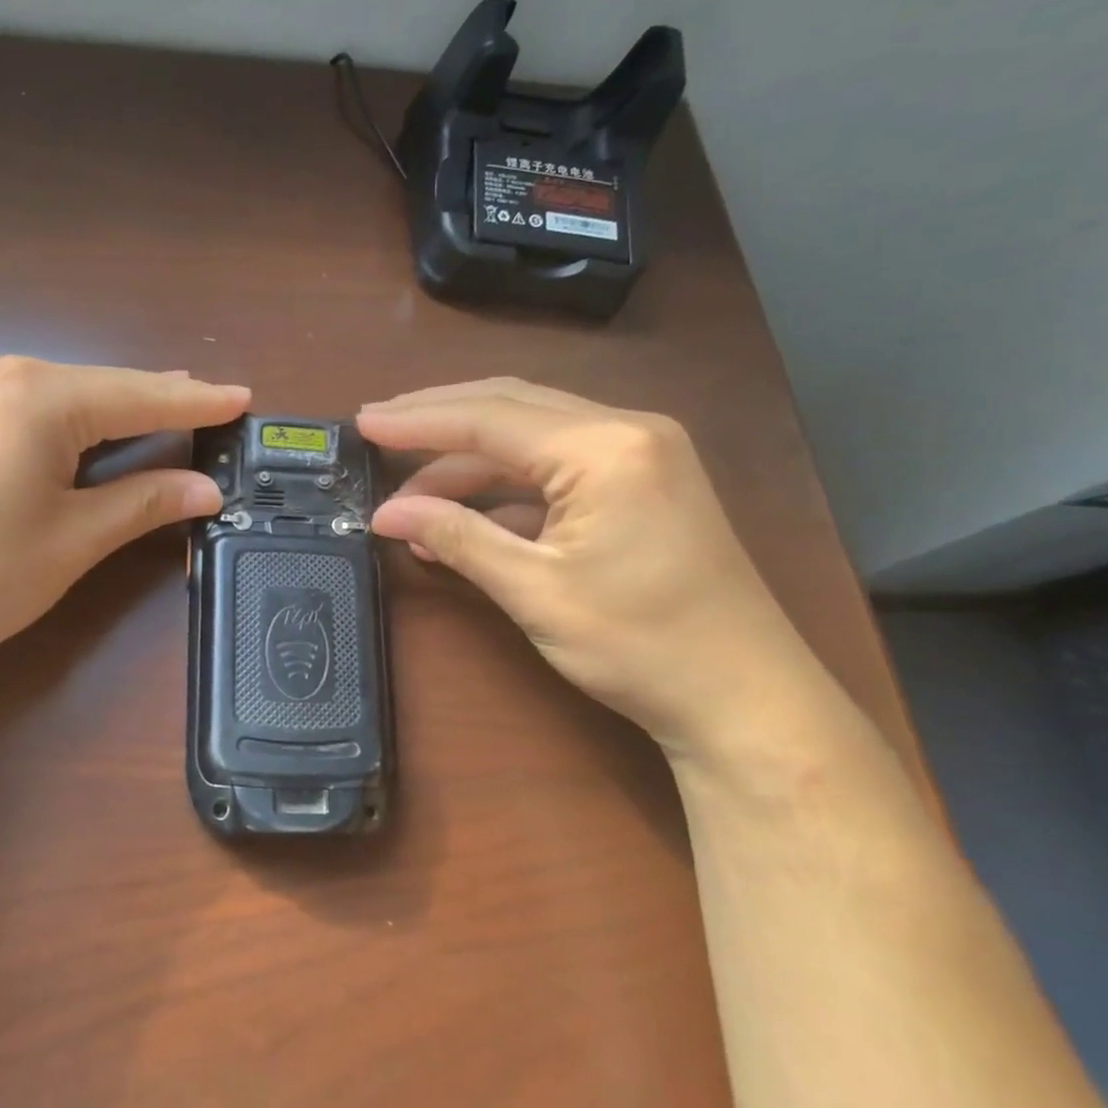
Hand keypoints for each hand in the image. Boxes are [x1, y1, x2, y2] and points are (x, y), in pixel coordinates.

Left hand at [0, 354, 248, 705]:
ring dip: (113, 412)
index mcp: (37, 395)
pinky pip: (27, 410)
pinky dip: (69, 424)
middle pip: (99, 388)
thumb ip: (143, 503)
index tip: (243, 398)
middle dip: (156, 403)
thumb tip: (206, 489)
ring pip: (62, 397)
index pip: (138, 395)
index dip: (196, 403)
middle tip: (213, 408)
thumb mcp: (72, 539)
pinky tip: (92, 434)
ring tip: (166, 414)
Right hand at [359, 379, 822, 756]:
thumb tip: (386, 514)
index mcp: (604, 448)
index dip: (418, 421)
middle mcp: (626, 431)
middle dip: (438, 420)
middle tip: (377, 429)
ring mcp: (639, 454)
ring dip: (467, 462)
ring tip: (408, 497)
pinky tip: (461, 519)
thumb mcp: (534, 590)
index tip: (363, 424)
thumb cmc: (640, 645)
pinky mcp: (640, 483)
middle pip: (510, 407)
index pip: (489, 418)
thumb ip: (458, 538)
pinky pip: (554, 468)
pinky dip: (504, 489)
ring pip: (530, 436)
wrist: (745, 699)